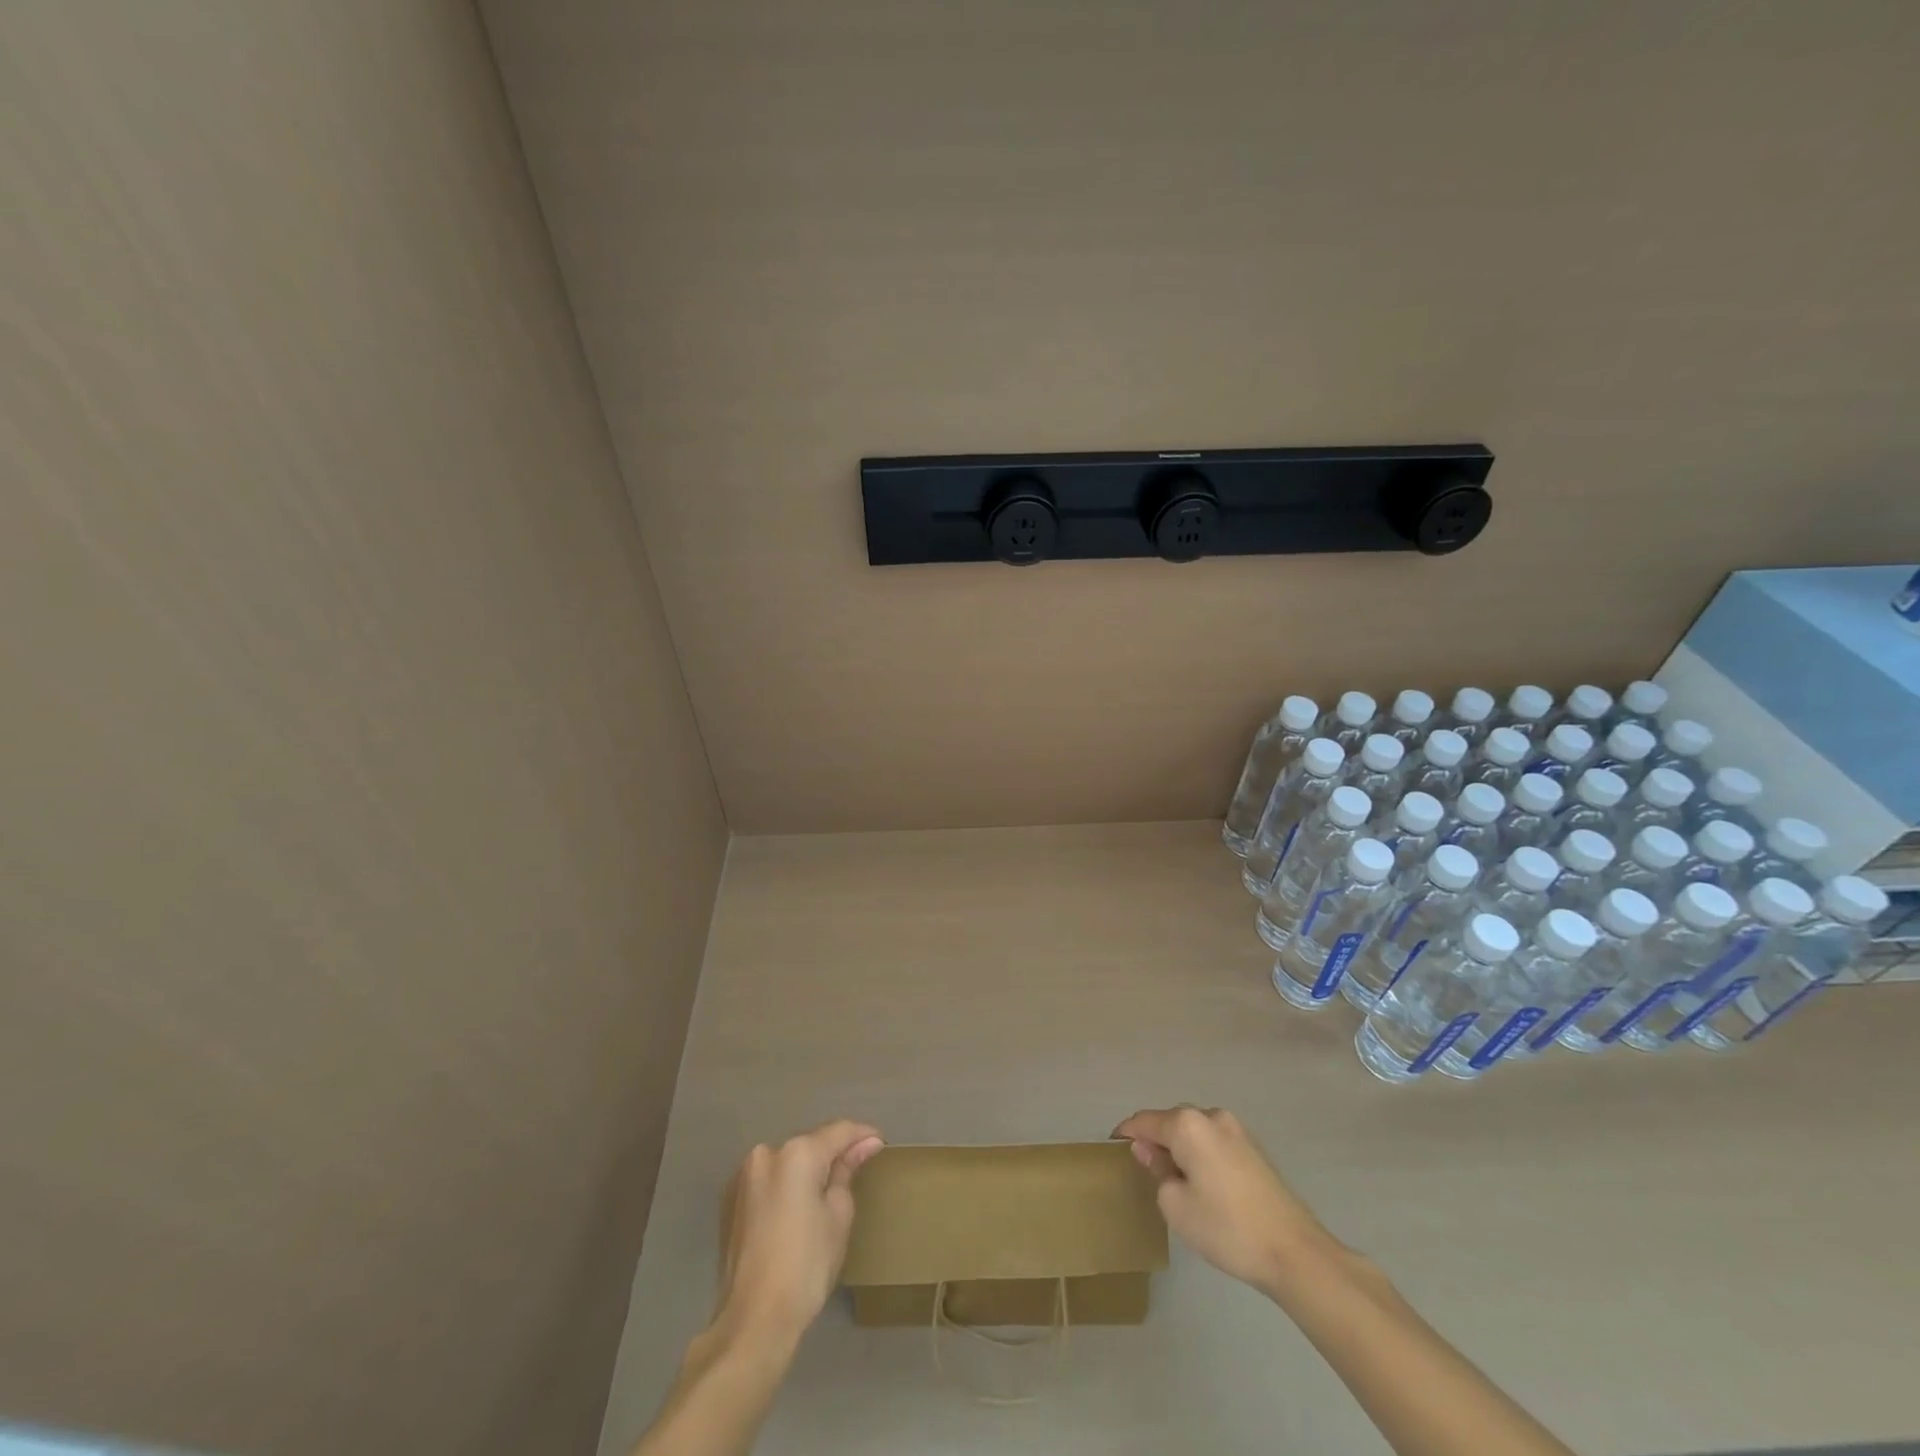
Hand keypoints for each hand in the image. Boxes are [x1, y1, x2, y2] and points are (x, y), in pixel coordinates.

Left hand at [711, 1120, 883, 1349]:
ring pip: (787, 1161)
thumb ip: (847, 1172)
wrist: (753, 1320)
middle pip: (810, 1143)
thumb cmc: (806, 1266)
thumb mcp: (838, 1215)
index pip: (838, 1131)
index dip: (862, 1135)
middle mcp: (766, 1153)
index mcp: (796, 1153)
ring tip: (829, 1189)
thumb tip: (865, 1144)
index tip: (880, 1143)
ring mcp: (744, 1177)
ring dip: (808, 1169)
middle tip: (858, 1167)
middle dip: (833, 1152)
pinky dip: (787, 1185)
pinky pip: (769, 1180)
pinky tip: (799, 1207)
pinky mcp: (731, 1202)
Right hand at [1113, 1106, 1328, 1293]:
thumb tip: (1150, 1151)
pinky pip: (1213, 1142)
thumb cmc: (1226, 1227)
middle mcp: (1210, 1116)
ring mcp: (1236, 1130)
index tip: (1112, 1148)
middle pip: (1170, 1121)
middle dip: (1154, 1141)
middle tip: (1143, 1171)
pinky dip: (1200, 1154)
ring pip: (1193, 1131)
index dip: (1126, 1134)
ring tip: (1173, 1180)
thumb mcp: (1176, 1205)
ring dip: (1179, 1148)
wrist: (1294, 1252)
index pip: (1144, 1121)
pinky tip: (1202, 1183)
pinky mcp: (1253, 1147)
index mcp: (1187, 1124)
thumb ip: (1156, 1170)